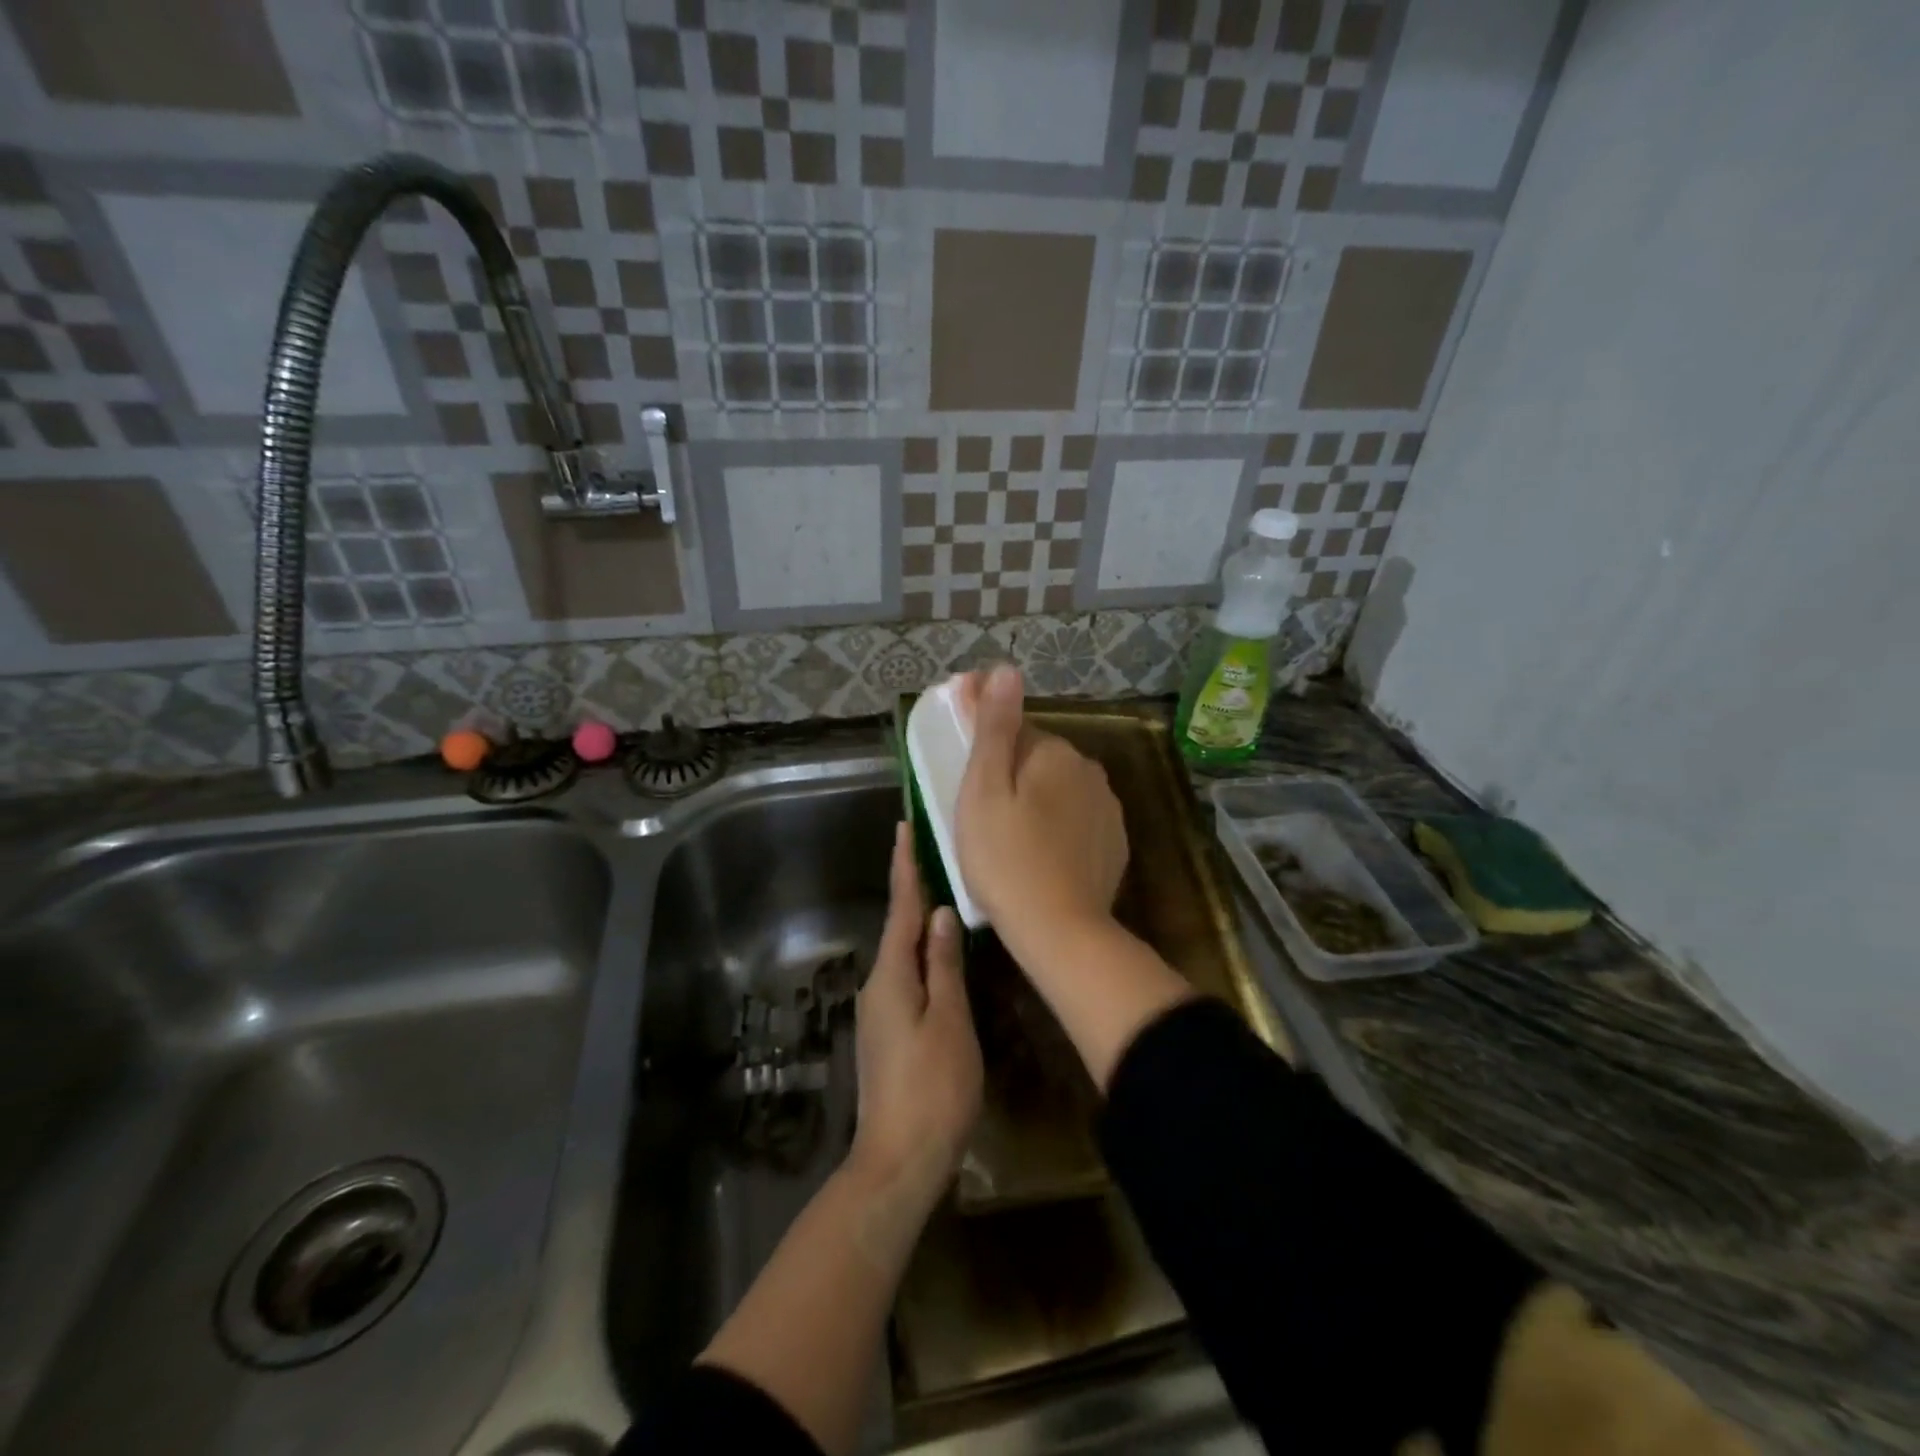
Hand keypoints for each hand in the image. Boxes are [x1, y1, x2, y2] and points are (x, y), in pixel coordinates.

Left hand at [850, 824, 982, 1201]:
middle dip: (913, 891)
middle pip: (898, 928)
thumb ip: (944, 965)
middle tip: (933, 854)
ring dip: (918, 925)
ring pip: (903, 955)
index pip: (900, 909)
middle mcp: (878, 986)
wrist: (899, 1161)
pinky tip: (941, 957)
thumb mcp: (950, 1021)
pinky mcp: (888, 1034)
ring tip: (944, 896)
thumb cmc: (932, 1088)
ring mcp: (879, 1013)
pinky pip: (906, 978)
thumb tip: (939, 914)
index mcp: (891, 977)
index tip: (902, 828)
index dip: (904, 867)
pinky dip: (922, 957)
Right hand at [954, 666, 1128, 938]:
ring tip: (1008, 835)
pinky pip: (1077, 819)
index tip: (964, 759)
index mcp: (1054, 751)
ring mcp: (1107, 808)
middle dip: (1011, 771)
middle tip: (979, 808)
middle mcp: (1089, 769)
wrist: (1060, 930)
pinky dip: (1057, 825)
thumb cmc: (1006, 857)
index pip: (1015, 728)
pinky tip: (1039, 853)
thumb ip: (995, 726)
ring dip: (1036, 797)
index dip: (986, 738)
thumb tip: (1004, 668)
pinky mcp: (1114, 842)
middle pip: (1039, 757)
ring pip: (1059, 788)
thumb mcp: (984, 789)